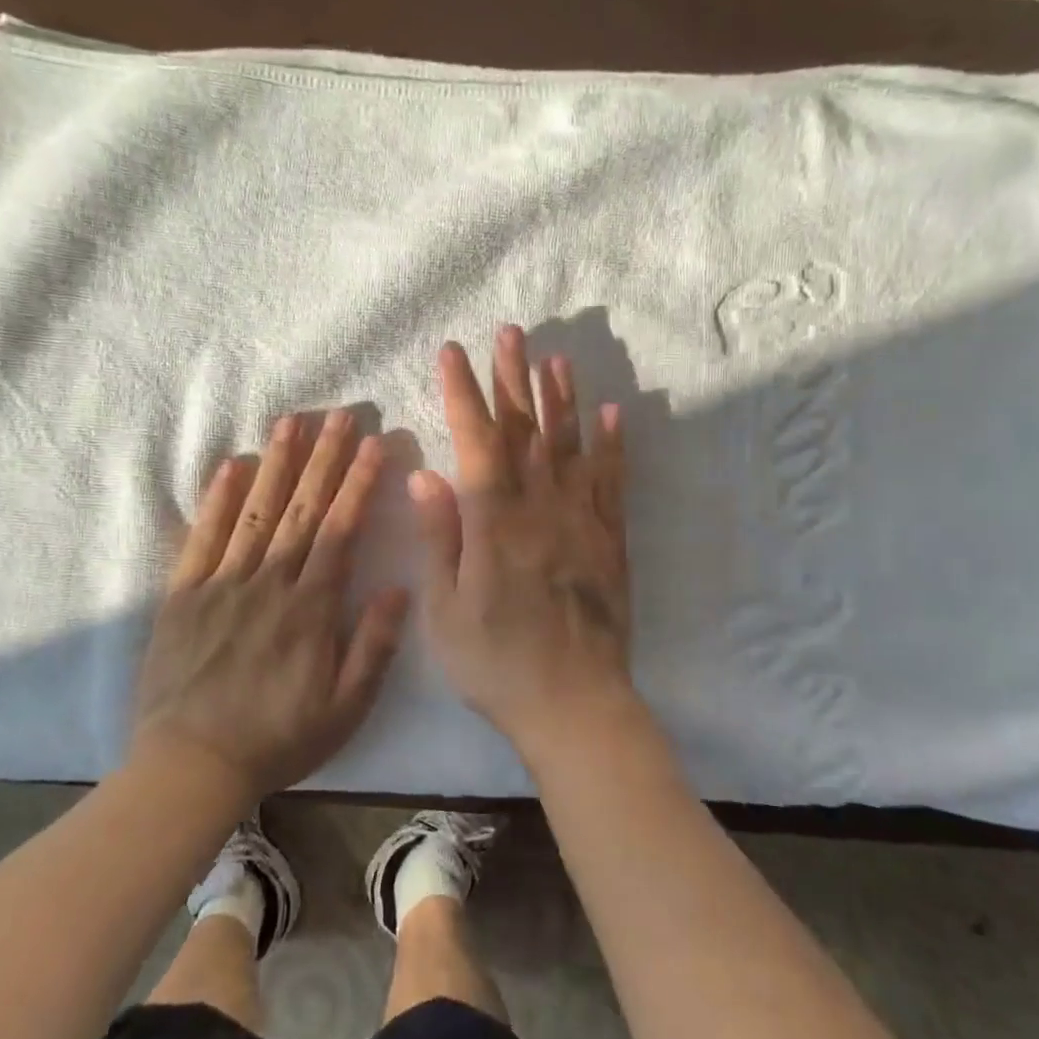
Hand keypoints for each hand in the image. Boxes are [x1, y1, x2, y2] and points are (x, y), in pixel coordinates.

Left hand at [130, 410, 409, 802]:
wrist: (191, 766)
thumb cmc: (277, 740)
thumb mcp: (344, 709)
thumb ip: (373, 646)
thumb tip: (399, 587)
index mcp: (310, 608)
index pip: (340, 531)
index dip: (357, 484)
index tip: (373, 445)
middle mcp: (269, 583)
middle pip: (301, 509)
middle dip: (324, 458)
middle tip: (339, 414)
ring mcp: (222, 584)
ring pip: (255, 512)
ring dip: (276, 464)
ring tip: (291, 422)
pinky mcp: (184, 595)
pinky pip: (202, 538)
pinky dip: (216, 501)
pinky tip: (230, 466)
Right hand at [410, 326, 639, 762]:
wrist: (574, 705)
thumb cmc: (496, 663)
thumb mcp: (447, 609)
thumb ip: (440, 538)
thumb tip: (425, 476)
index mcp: (494, 522)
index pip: (476, 442)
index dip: (463, 394)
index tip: (453, 353)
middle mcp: (540, 508)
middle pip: (525, 431)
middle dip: (513, 378)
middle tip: (510, 333)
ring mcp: (581, 521)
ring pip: (570, 446)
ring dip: (561, 399)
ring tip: (556, 359)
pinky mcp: (610, 540)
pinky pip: (612, 482)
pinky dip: (612, 446)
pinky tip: (612, 415)